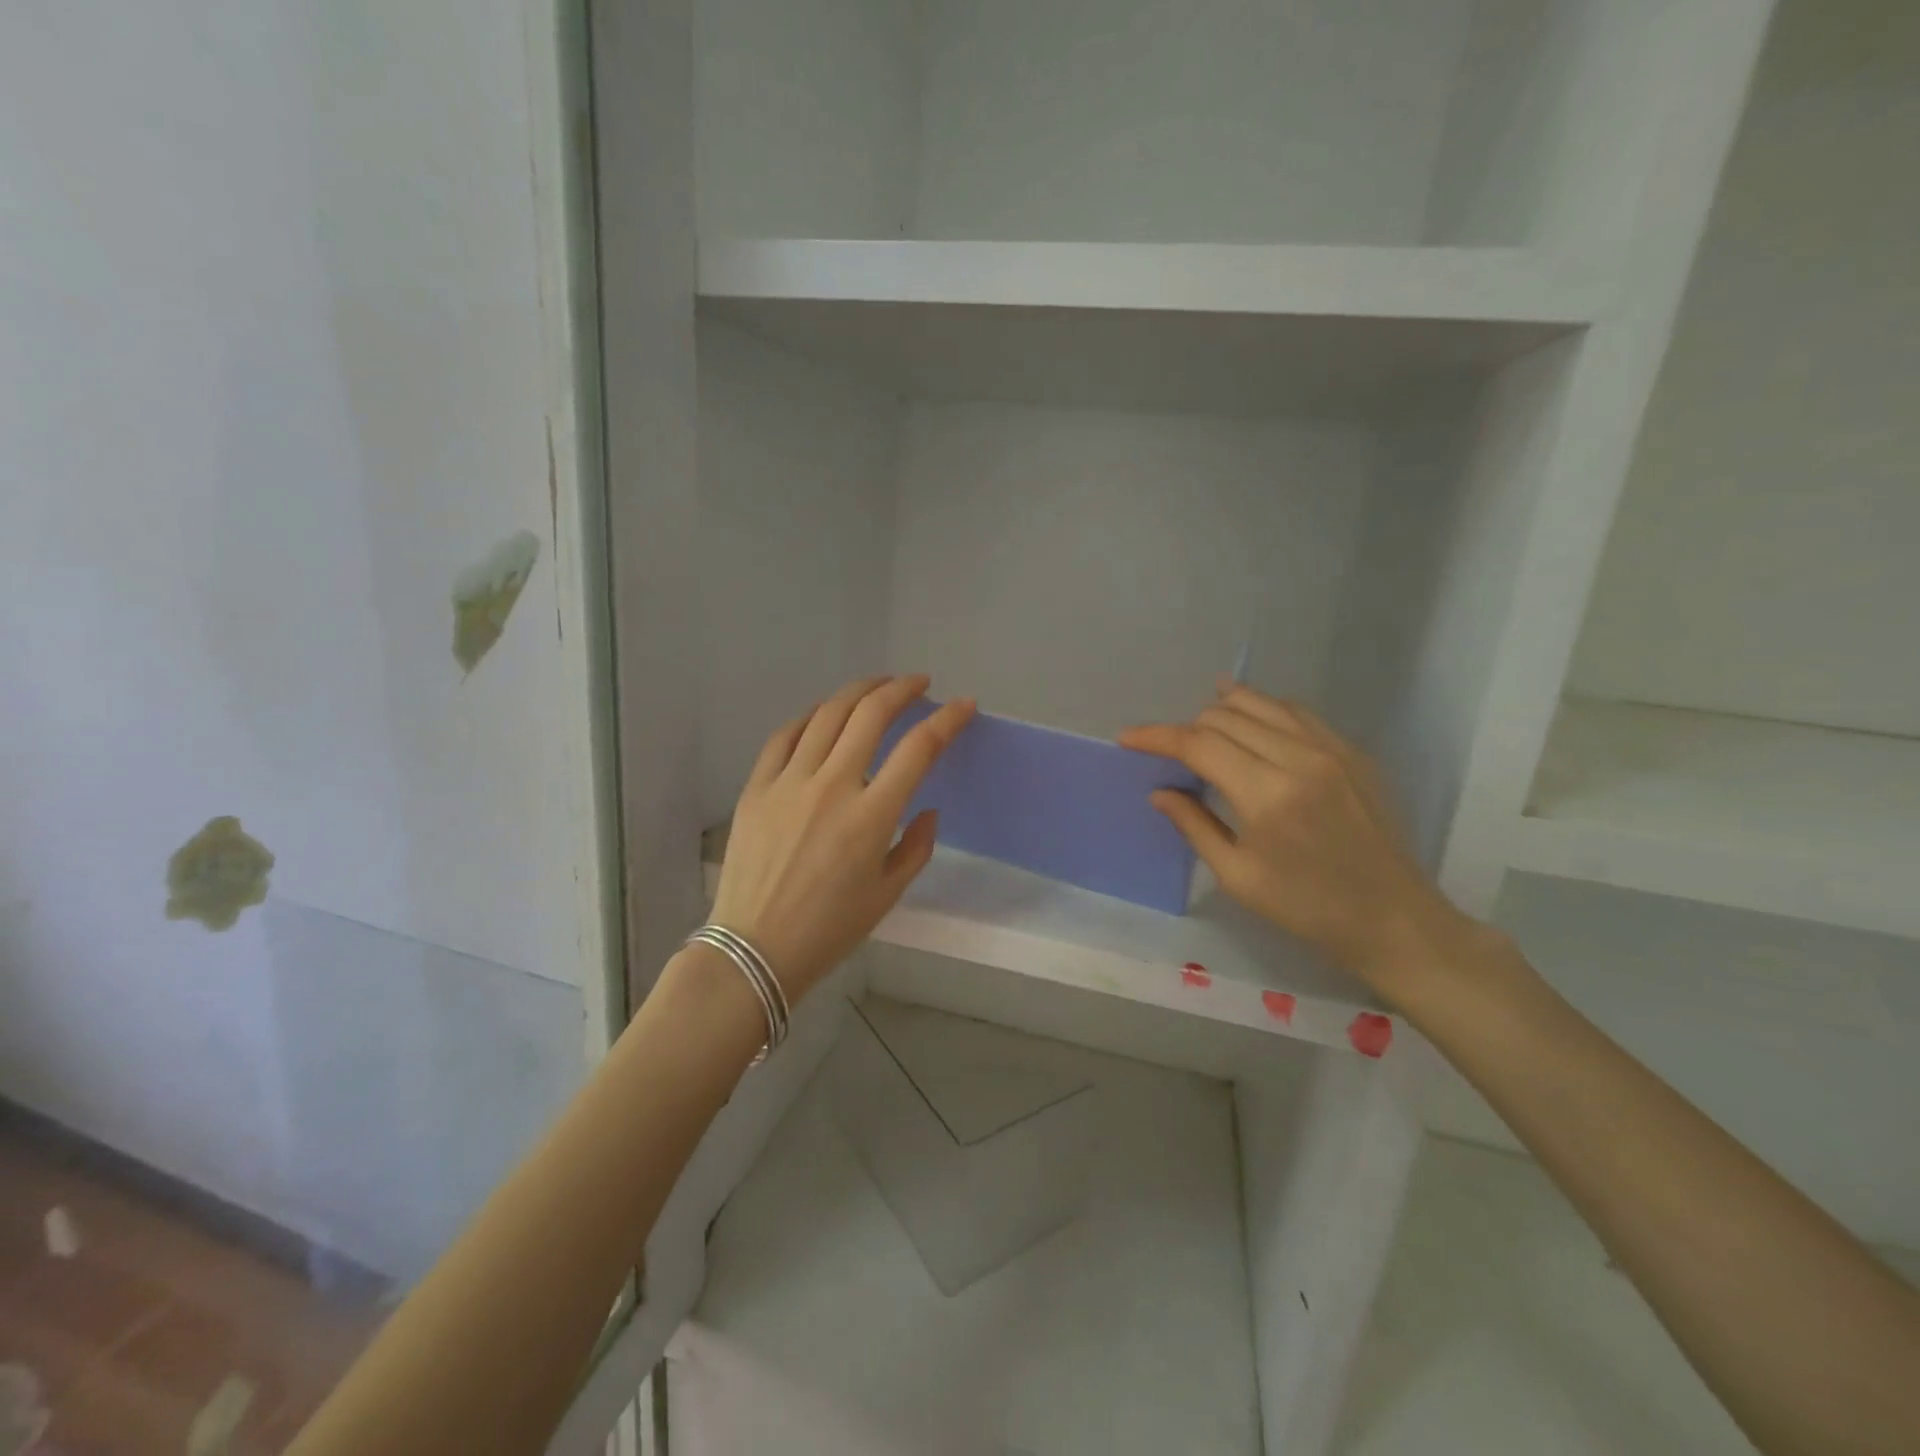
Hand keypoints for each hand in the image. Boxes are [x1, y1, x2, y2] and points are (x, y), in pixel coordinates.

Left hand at [711, 675, 975, 1003]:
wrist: (754, 949)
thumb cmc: (828, 930)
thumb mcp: (887, 895)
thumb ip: (916, 847)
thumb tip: (926, 810)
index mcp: (871, 817)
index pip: (918, 748)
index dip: (947, 719)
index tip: (964, 705)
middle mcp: (832, 787)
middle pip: (870, 714)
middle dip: (901, 689)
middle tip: (917, 683)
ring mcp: (789, 783)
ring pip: (827, 715)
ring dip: (857, 692)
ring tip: (876, 686)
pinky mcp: (757, 787)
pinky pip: (785, 736)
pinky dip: (810, 717)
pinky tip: (823, 715)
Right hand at [1120, 683, 1475, 995]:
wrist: (1393, 919)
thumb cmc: (1307, 908)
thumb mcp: (1238, 876)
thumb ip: (1194, 825)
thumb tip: (1159, 791)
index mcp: (1267, 795)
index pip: (1198, 744)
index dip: (1156, 736)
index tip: (1127, 737)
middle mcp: (1299, 758)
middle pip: (1225, 717)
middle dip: (1187, 728)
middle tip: (1171, 753)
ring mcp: (1331, 749)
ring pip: (1260, 703)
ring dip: (1221, 711)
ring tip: (1200, 728)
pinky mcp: (1351, 751)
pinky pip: (1295, 712)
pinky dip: (1262, 709)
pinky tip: (1248, 717)